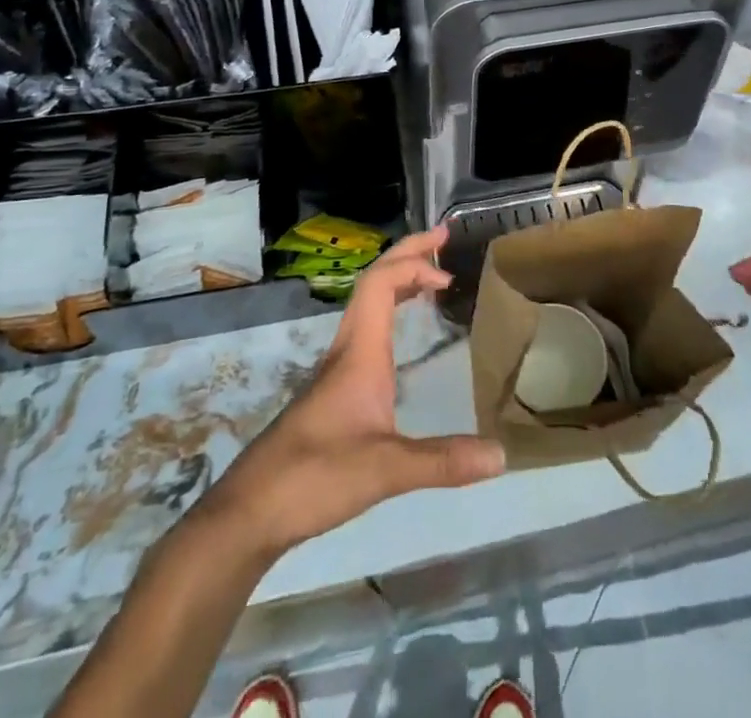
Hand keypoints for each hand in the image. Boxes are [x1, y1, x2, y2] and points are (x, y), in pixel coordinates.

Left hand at [193, 227, 504, 556]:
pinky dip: (391, 311)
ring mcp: (337, 368)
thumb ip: (442, 461)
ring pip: (368, 304)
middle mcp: (347, 348)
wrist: (249, 512)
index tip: (448, 275)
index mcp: (359, 351)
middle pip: (374, 282)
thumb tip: (502, 455)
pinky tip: (404, 334)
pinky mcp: (334, 389)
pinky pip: (367, 328)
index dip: (414, 265)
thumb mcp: (385, 470)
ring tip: (431, 276)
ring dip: (399, 279)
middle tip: (442, 238)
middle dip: (409, 253)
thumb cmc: (314, 477)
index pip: (381, 283)